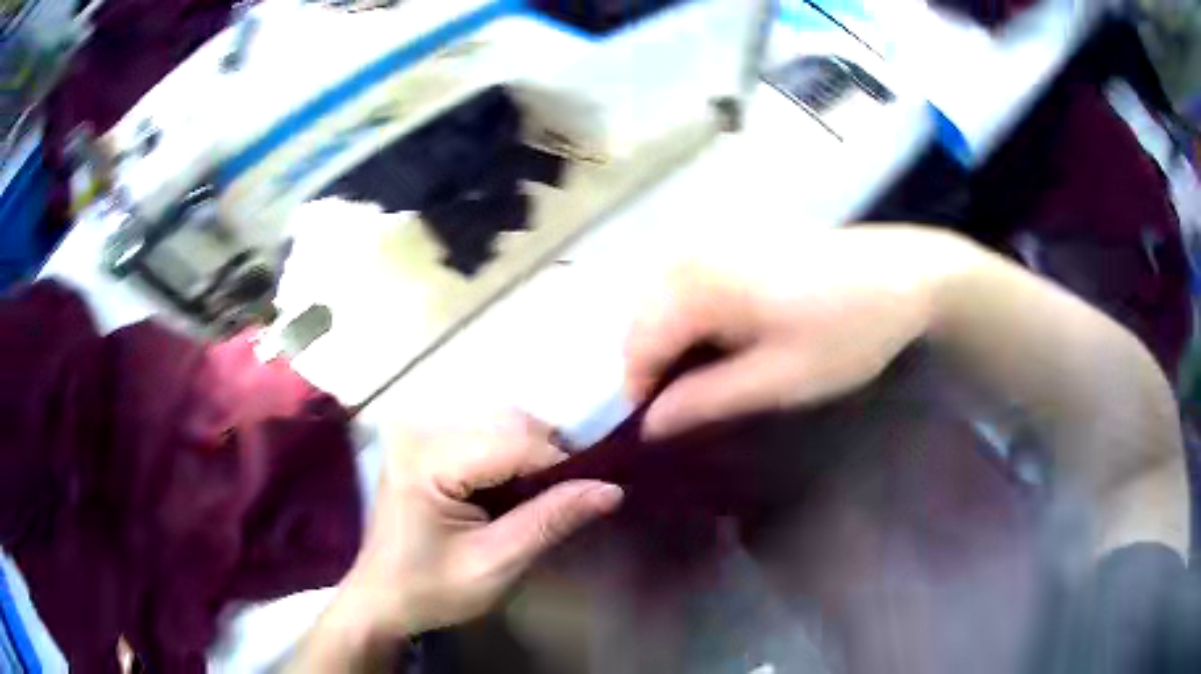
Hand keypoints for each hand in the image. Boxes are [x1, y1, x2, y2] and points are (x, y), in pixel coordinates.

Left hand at [299, 413, 622, 668]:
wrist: (381, 600)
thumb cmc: (431, 590)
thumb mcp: (495, 564)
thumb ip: (549, 521)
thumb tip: (610, 488)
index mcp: (427, 459)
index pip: (514, 442)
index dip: (562, 464)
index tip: (594, 493)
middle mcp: (421, 431)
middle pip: (508, 422)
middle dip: (550, 455)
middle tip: (572, 498)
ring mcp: (420, 434)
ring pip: (501, 422)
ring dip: (534, 453)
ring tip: (547, 496)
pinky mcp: (425, 444)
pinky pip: (485, 434)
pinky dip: (513, 456)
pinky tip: (518, 489)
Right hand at [625, 226, 971, 438]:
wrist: (905, 274)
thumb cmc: (847, 332)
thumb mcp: (778, 379)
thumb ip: (705, 401)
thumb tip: (649, 424)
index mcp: (699, 283)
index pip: (638, 345)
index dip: (642, 393)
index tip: (666, 429)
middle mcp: (692, 252)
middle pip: (643, 319)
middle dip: (654, 367)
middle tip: (690, 407)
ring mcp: (714, 241)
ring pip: (662, 302)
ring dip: (671, 343)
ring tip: (708, 378)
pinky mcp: (735, 241)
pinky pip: (687, 285)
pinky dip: (691, 319)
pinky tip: (725, 340)